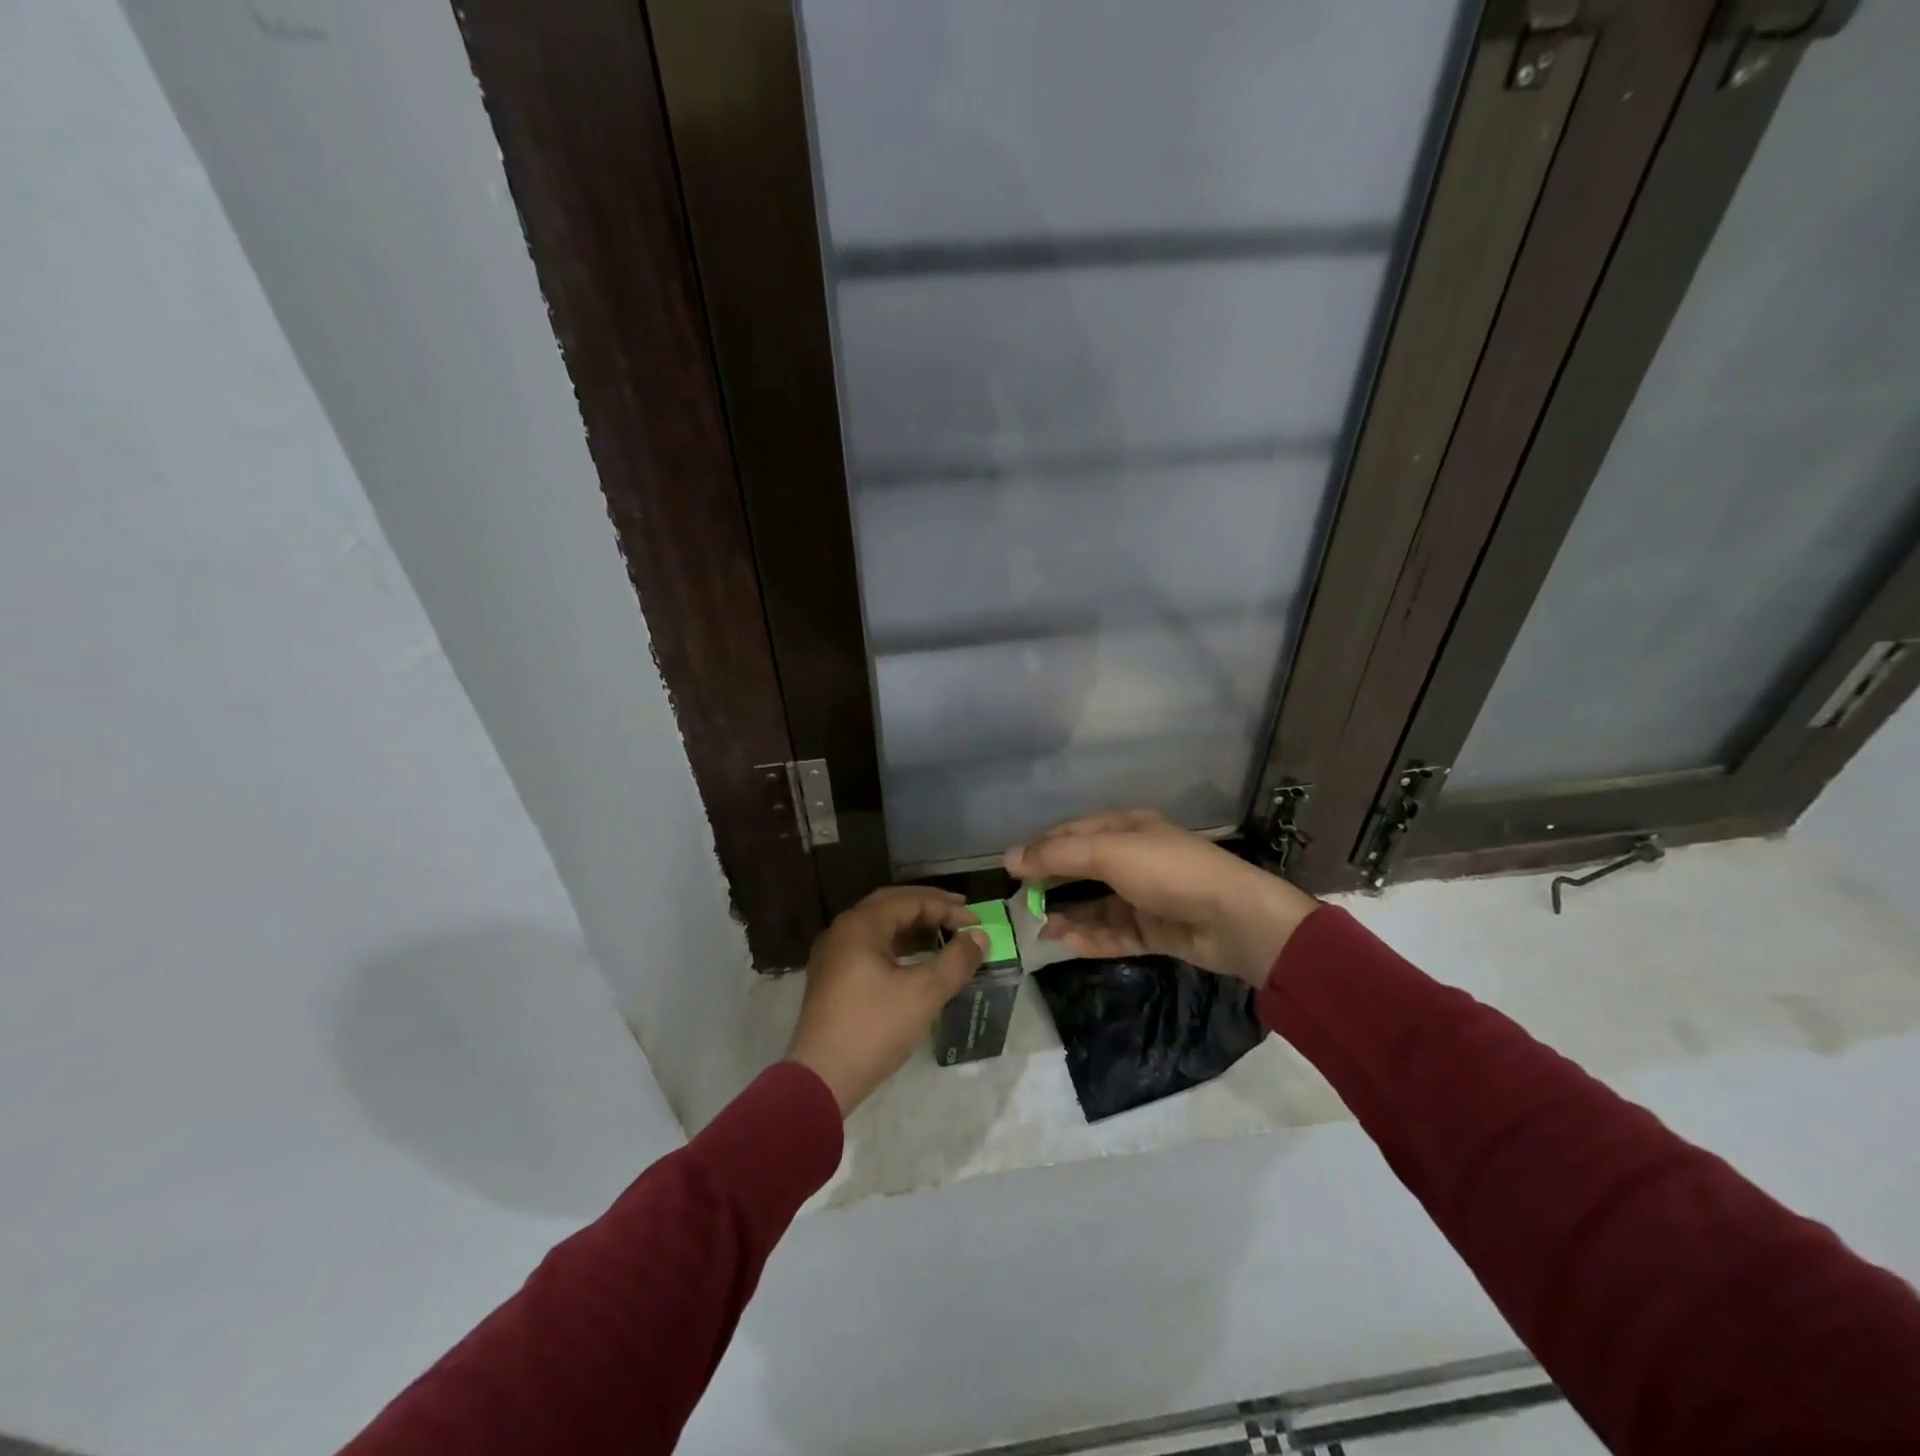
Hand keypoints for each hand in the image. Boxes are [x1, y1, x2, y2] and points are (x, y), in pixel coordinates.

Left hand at [786, 887, 988, 1115]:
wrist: (820, 1079)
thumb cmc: (874, 1029)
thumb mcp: (924, 993)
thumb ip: (956, 961)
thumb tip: (979, 936)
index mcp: (860, 926)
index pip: (909, 900)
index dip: (946, 907)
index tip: (976, 921)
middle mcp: (842, 931)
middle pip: (891, 906)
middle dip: (928, 908)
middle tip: (960, 914)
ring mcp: (833, 955)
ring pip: (879, 928)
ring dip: (912, 928)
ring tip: (943, 936)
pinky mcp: (831, 978)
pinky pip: (869, 948)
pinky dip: (897, 947)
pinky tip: (916, 962)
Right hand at [1004, 810, 1316, 985]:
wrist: (1235, 919)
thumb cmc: (1168, 872)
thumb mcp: (1110, 853)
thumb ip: (1059, 855)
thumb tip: (1010, 858)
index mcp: (1125, 829)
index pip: (1072, 833)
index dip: (1040, 848)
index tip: (1009, 870)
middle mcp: (1133, 858)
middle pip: (1082, 870)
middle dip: (1052, 886)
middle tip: (1022, 905)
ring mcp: (1145, 896)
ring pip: (1096, 905)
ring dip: (1069, 916)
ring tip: (1043, 930)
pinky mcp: (1155, 929)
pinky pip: (1115, 933)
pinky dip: (1092, 938)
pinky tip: (1070, 944)